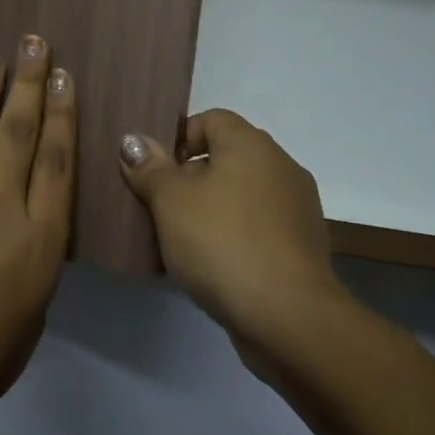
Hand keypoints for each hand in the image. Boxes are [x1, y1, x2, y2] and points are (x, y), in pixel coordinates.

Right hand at [118, 110, 342, 348]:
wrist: (287, 316)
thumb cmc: (222, 242)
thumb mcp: (171, 201)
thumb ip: (150, 168)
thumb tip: (133, 140)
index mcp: (251, 144)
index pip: (211, 119)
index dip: (179, 139)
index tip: (155, 172)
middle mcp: (281, 166)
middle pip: (226, 157)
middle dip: (190, 178)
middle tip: (160, 208)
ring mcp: (297, 208)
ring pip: (242, 195)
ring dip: (212, 210)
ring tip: (181, 241)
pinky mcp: (302, 247)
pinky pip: (258, 227)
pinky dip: (234, 237)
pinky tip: (212, 265)